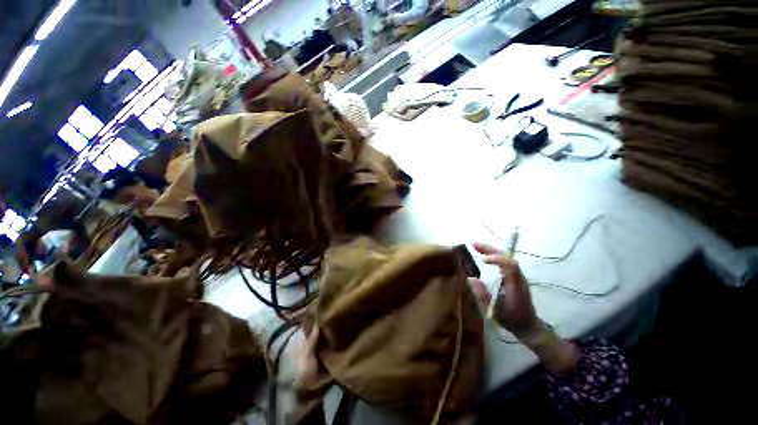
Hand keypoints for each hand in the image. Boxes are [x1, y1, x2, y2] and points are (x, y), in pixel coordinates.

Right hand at [470, 243, 540, 338]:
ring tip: (475, 246)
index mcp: (516, 284)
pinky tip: (484, 255)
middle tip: (474, 244)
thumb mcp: (496, 310)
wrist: (528, 326)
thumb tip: (470, 278)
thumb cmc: (512, 319)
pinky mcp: (513, 277)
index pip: (509, 265)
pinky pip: (504, 262)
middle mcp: (518, 277)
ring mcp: (517, 276)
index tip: (482, 259)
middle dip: (490, 249)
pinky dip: (493, 256)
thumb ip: (483, 295)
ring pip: (505, 258)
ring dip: (491, 250)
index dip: (496, 259)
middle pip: (506, 257)